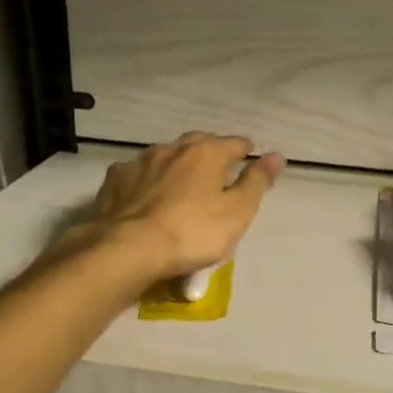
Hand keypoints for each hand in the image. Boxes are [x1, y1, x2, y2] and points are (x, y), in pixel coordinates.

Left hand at [76, 133, 284, 284]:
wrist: (128, 249)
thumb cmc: (193, 232)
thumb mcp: (238, 211)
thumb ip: (257, 181)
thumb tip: (277, 156)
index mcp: (207, 153)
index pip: (234, 143)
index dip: (246, 151)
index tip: (250, 159)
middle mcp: (173, 148)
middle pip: (198, 143)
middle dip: (210, 153)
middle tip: (218, 172)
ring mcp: (140, 162)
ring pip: (165, 156)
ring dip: (177, 165)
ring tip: (181, 184)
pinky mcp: (115, 181)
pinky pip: (137, 174)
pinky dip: (147, 180)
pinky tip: (146, 195)